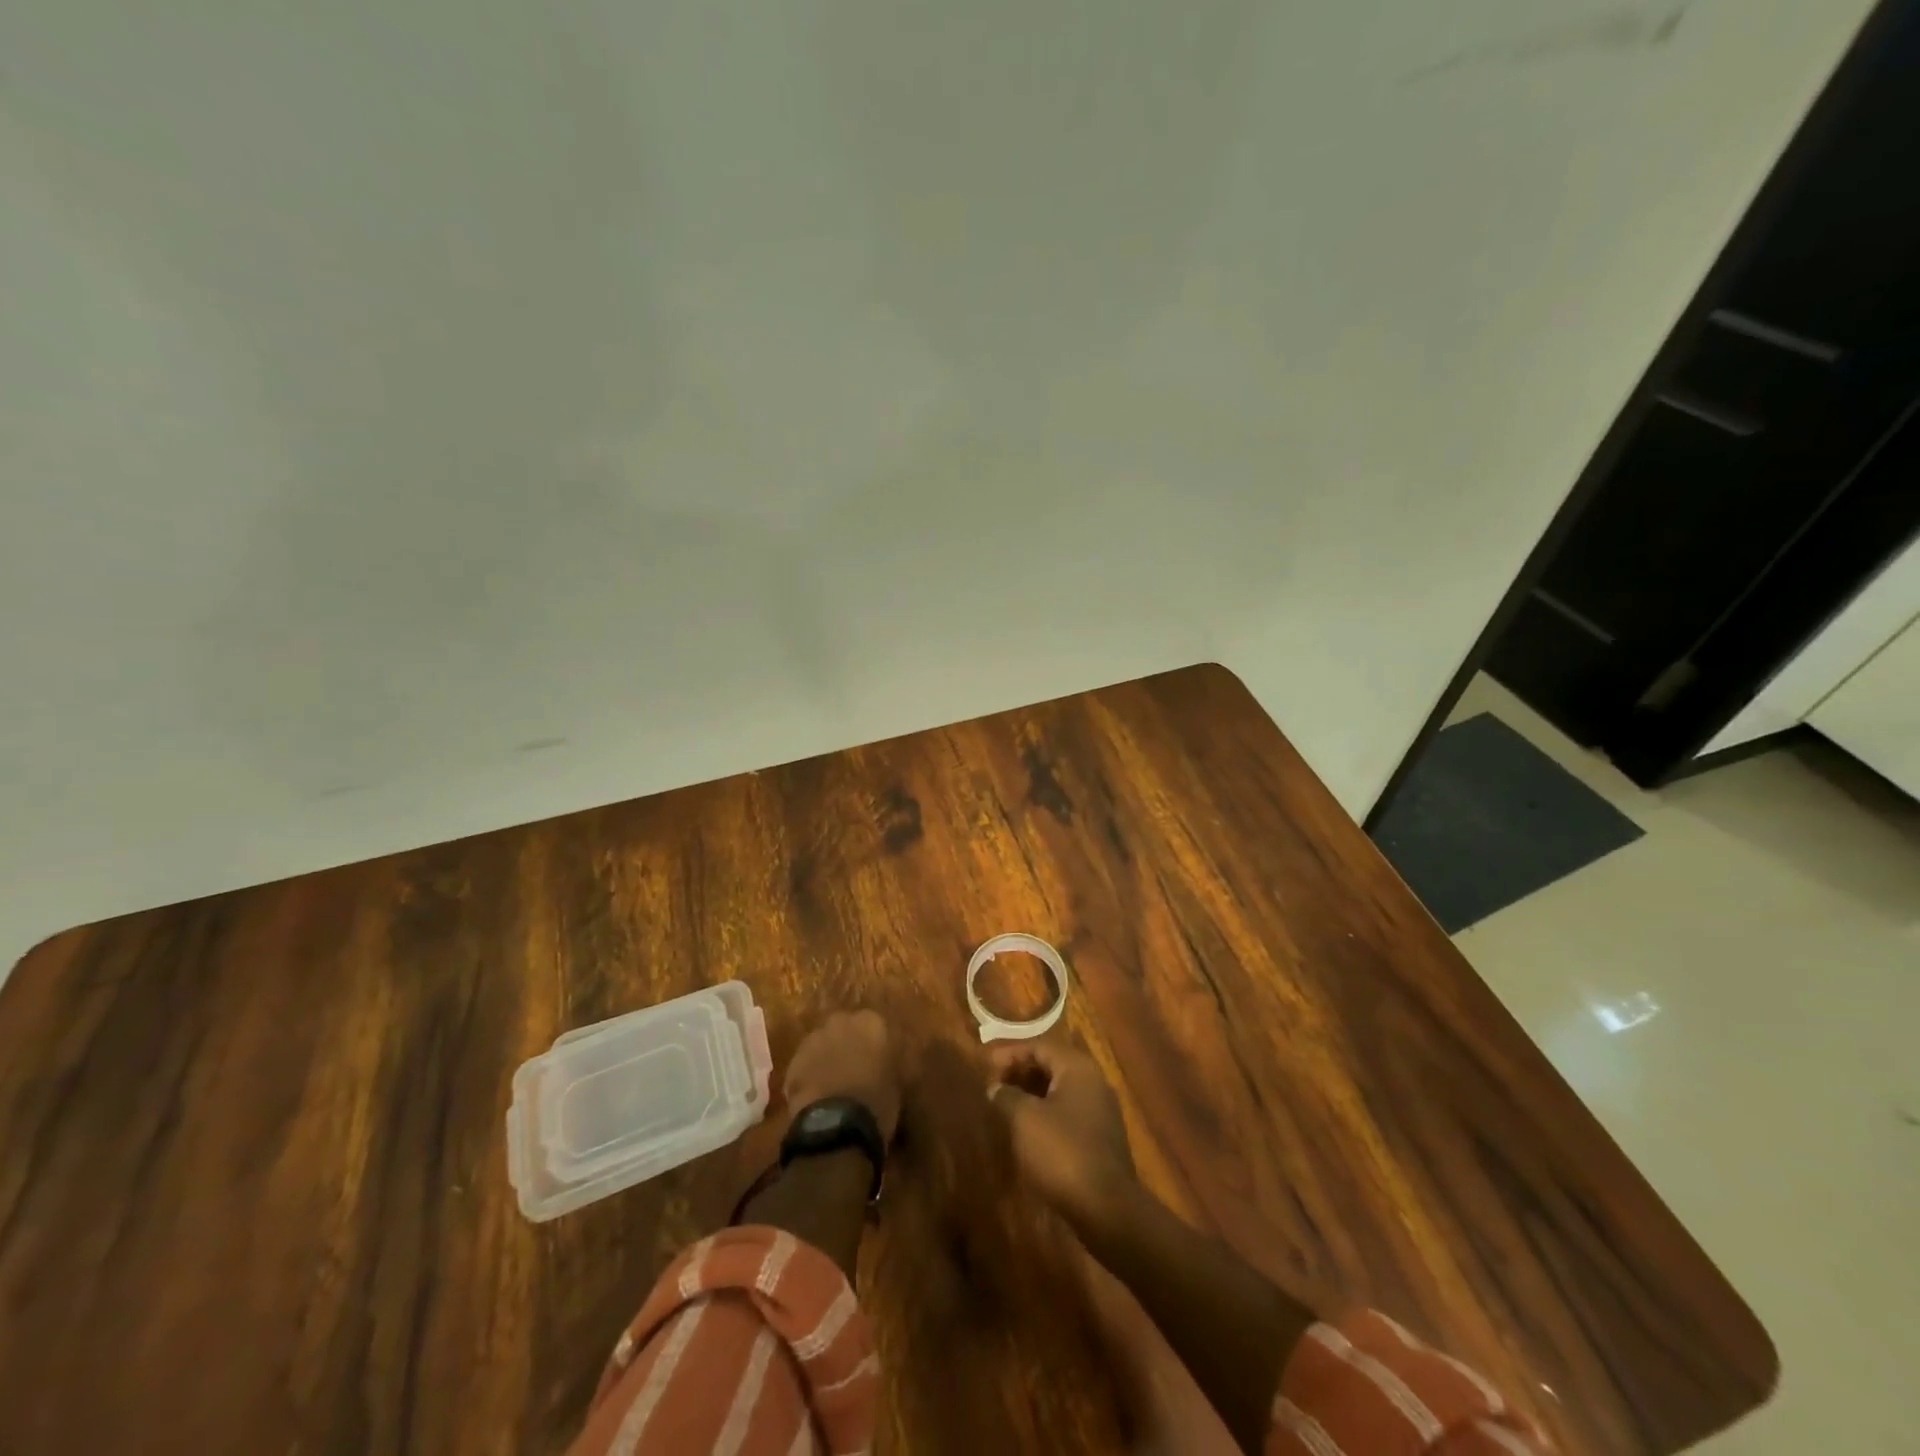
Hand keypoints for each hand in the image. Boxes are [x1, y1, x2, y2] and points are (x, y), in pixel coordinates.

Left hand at [783, 1010, 901, 1141]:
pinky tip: (816, 1095)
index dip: (874, 1044)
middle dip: (848, 1044)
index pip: (874, 1025)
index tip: (877, 1060)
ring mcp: (814, 1038)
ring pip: (822, 1043)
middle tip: (854, 1068)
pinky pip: (805, 1063)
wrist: (837, 1125)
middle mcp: (841, 1021)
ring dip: (827, 1057)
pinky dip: (810, 1074)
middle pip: (844, 1028)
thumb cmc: (877, 1102)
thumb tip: (882, 1062)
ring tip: (832, 1084)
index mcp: (871, 1022)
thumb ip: (888, 1061)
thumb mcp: (896, 1080)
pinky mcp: (793, 1060)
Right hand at [989, 1040, 1136, 1227]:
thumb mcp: (1023, 1119)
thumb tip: (996, 1088)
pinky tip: (1028, 1133)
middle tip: (993, 1086)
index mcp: (1077, 1068)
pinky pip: (1068, 1114)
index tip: (984, 1066)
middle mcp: (1093, 1082)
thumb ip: (1005, 1096)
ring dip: (1031, 1095)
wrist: (1106, 1208)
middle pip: (1051, 1065)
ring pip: (1060, 1091)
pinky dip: (1045, 1115)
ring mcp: (1101, 1111)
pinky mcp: (1101, 1139)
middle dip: (1020, 1073)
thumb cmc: (1062, 1152)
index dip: (1009, 1053)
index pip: (1039, 1046)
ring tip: (1005, 1108)